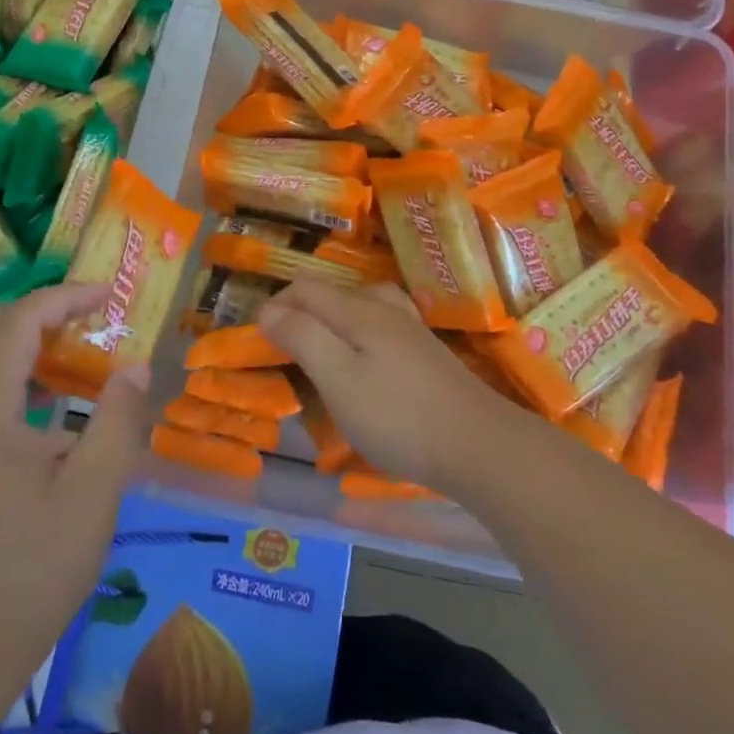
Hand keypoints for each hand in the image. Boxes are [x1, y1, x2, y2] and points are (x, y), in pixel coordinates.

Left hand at [0, 283, 149, 692]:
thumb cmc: (29, 568)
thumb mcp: (93, 494)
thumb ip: (118, 420)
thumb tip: (135, 365)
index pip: (20, 319)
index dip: (66, 297)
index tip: (111, 297)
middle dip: (45, 311)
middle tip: (95, 319)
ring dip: (28, 339)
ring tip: (80, 351)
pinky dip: (15, 371)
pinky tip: (51, 401)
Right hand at [256, 281, 515, 491]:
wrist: (477, 444)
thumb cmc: (397, 415)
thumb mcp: (338, 378)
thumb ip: (302, 337)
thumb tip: (268, 309)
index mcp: (358, 311)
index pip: (306, 289)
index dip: (276, 304)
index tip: (256, 337)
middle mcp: (385, 309)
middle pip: (333, 293)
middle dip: (301, 310)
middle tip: (282, 347)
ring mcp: (411, 330)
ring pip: (361, 305)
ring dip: (331, 318)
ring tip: (320, 345)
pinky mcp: (427, 354)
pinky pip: (382, 325)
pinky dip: (360, 332)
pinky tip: (366, 358)